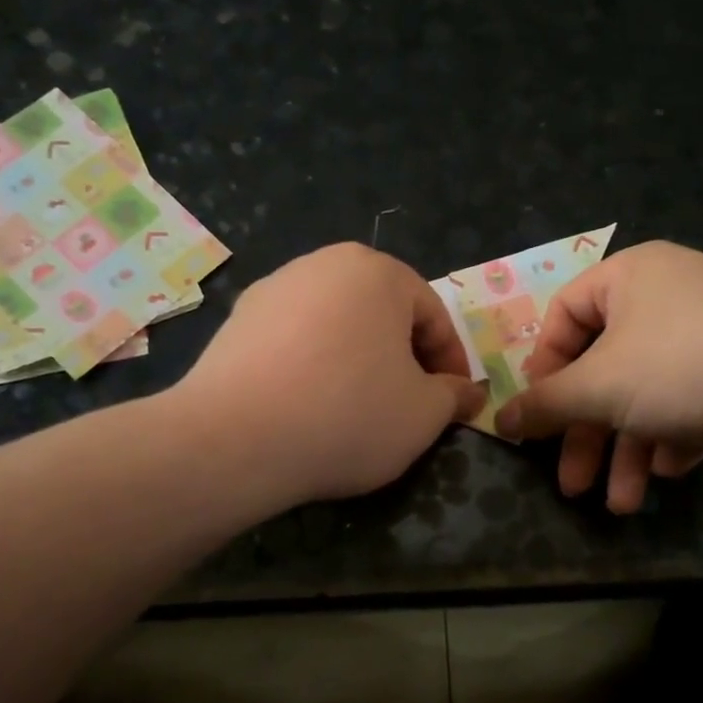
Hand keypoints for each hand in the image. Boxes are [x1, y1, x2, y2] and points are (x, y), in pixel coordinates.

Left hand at [178, 243, 484, 506]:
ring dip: (358, 359)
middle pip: (382, 312)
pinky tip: (309, 404)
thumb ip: (453, 396)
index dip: (451, 362)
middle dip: (403, 357)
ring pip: (337, 324)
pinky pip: (295, 339)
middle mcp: (323, 264)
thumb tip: (467, 392)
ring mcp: (274, 288)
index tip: (454, 402)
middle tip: (410, 403)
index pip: (432, 314)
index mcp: (377, 272)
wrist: (235, 438)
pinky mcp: (237, 320)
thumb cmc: (348, 414)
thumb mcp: (423, 415)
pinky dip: (313, 365)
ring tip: (358, 406)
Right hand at [494, 241, 702, 512]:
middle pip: (607, 367)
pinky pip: (692, 399)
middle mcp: (669, 294)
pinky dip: (674, 436)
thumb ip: (545, 405)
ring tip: (623, 503)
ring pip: (649, 393)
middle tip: (572, 484)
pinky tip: (672, 471)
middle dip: (589, 434)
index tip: (538, 413)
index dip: (544, 367)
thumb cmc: (680, 365)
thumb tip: (499, 420)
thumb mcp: (598, 387)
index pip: (564, 314)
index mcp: (630, 276)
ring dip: (628, 450)